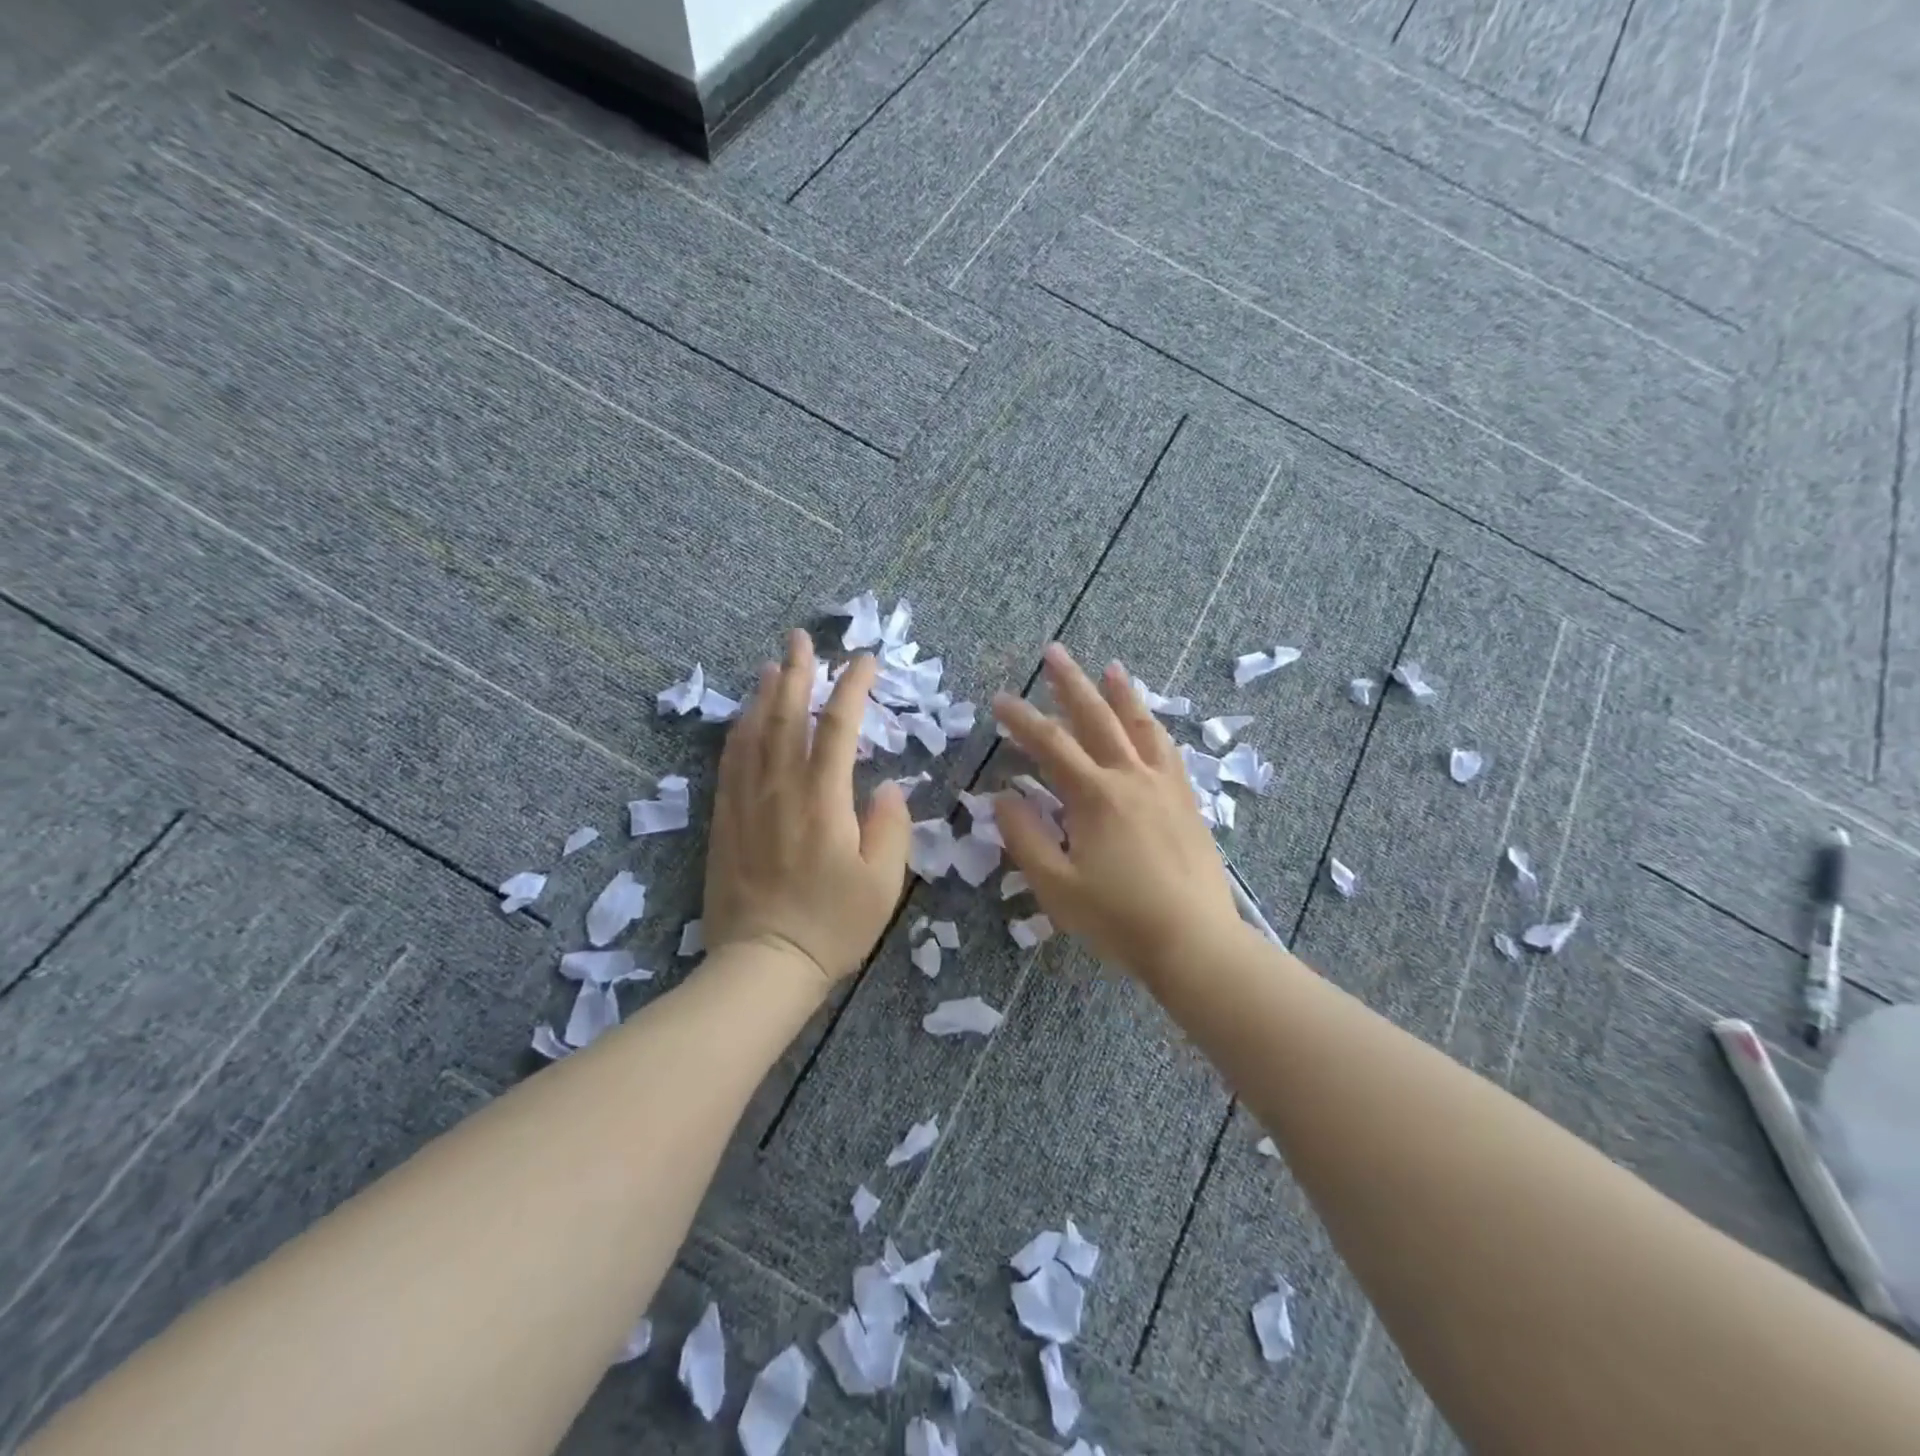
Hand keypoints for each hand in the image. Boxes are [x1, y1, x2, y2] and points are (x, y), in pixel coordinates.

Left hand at [703, 630, 911, 985]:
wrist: (763, 964)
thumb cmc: (833, 925)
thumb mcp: (883, 882)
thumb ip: (890, 826)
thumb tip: (886, 787)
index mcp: (823, 800)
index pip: (838, 728)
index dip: (853, 689)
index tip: (866, 661)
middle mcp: (780, 789)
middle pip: (786, 717)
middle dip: (798, 673)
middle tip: (801, 639)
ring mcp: (747, 803)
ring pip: (753, 733)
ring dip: (765, 695)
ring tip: (773, 666)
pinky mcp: (725, 820)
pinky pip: (729, 763)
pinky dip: (738, 732)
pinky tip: (743, 719)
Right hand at [992, 643, 1241, 978]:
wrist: (1195, 942)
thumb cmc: (1119, 919)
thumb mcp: (1057, 886)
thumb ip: (1025, 837)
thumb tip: (1003, 795)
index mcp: (1095, 796)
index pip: (1050, 745)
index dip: (1022, 720)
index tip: (1001, 699)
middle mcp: (1131, 778)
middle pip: (1097, 719)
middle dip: (1071, 684)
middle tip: (1054, 652)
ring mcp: (1164, 787)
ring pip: (1140, 726)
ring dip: (1121, 694)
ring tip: (1109, 667)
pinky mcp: (1186, 802)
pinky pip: (1168, 751)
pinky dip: (1153, 728)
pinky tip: (1149, 724)